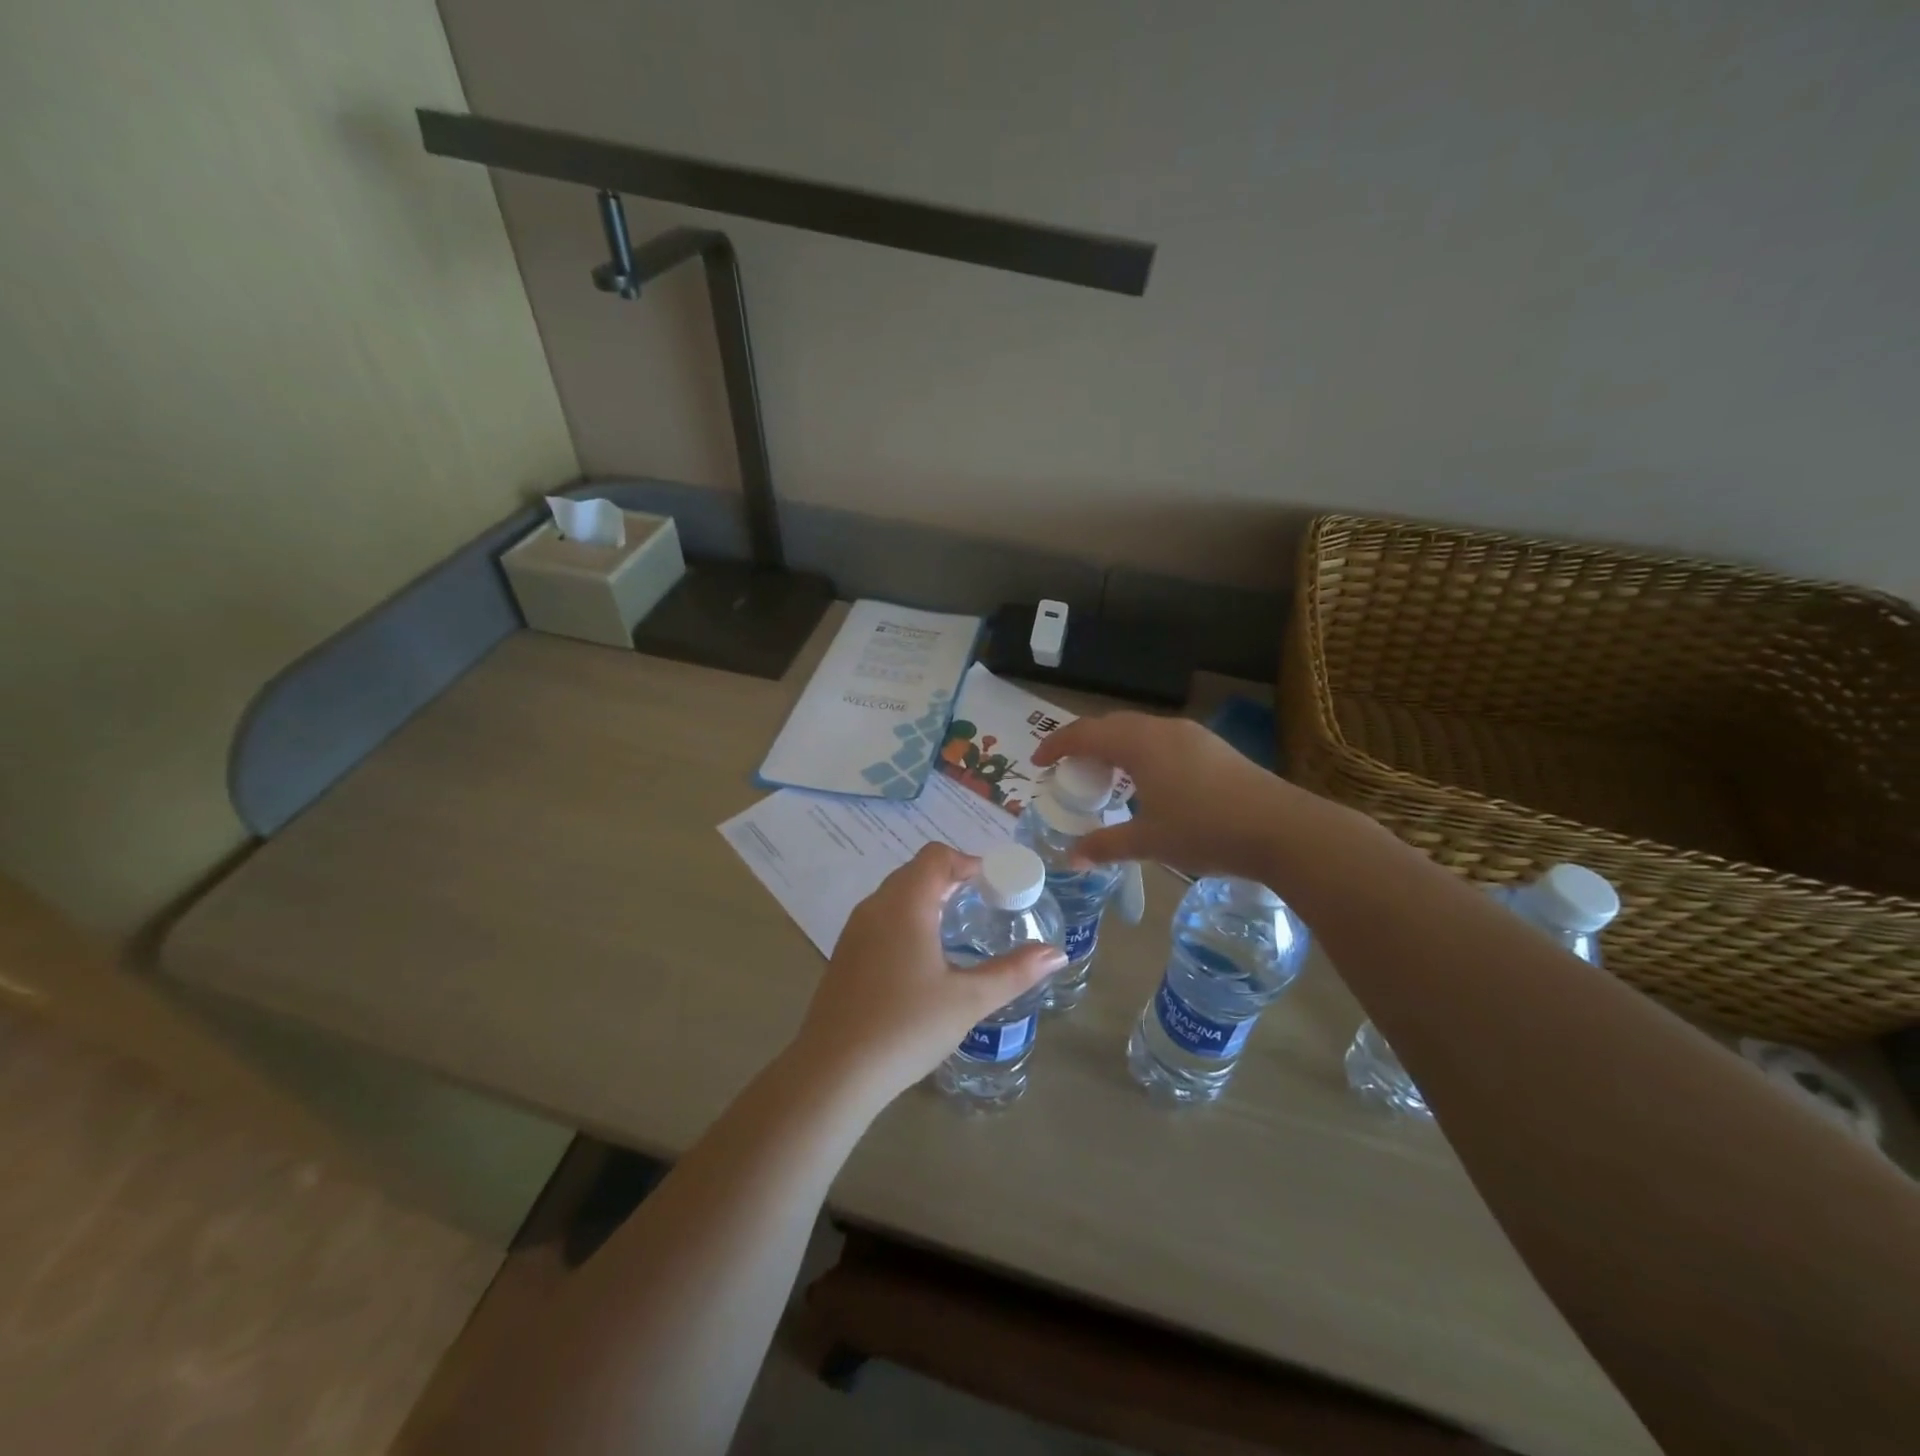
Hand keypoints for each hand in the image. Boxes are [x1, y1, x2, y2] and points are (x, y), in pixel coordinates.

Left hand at [791, 843, 1066, 1107]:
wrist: (834, 1072)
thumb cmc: (906, 1026)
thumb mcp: (969, 1000)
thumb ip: (1014, 972)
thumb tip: (1057, 953)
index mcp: (905, 904)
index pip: (937, 857)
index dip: (969, 862)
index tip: (997, 885)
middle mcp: (875, 906)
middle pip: (916, 871)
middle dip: (952, 879)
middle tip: (986, 904)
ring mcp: (855, 930)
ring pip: (896, 895)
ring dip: (928, 898)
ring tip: (959, 927)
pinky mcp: (845, 954)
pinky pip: (881, 918)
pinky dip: (908, 919)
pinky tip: (924, 958)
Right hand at [1032, 712, 1310, 880]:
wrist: (1282, 829)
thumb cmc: (1206, 830)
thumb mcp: (1149, 842)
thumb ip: (1106, 845)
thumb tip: (1071, 858)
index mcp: (1140, 744)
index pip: (1085, 733)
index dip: (1056, 745)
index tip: (1037, 764)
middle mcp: (1163, 729)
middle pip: (1111, 725)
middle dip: (1083, 744)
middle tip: (1067, 771)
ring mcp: (1192, 735)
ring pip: (1139, 731)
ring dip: (1114, 747)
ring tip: (1104, 777)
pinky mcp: (1213, 748)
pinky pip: (1161, 740)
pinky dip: (1139, 753)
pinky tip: (1146, 782)